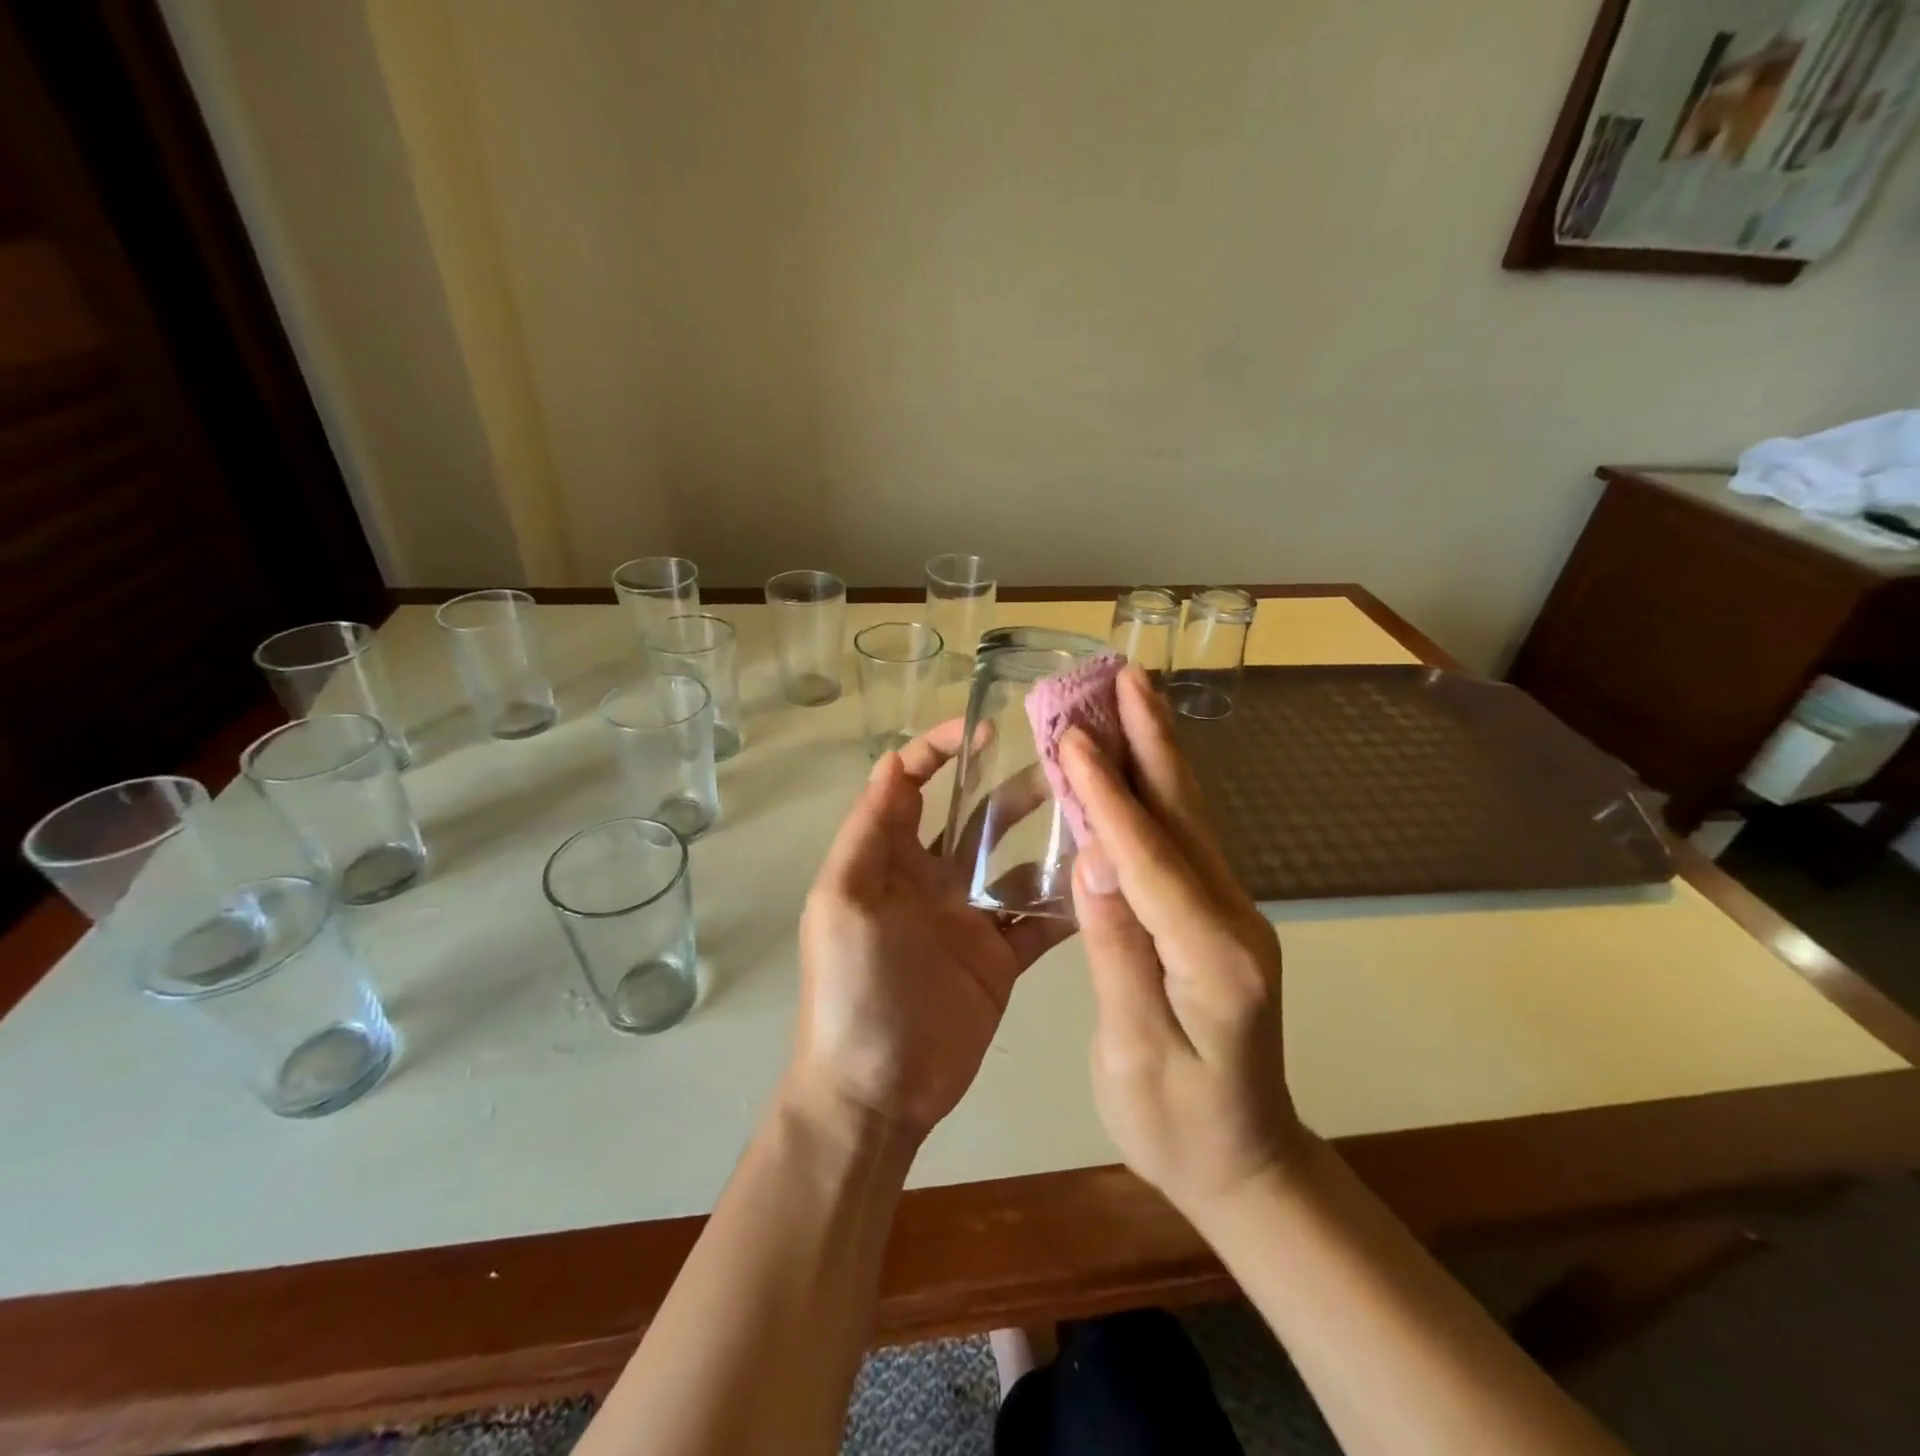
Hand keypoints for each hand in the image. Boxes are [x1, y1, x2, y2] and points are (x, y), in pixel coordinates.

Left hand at [792, 720, 1071, 1139]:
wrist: (877, 1090)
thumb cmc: (852, 987)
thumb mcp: (842, 901)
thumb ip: (869, 832)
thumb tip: (890, 761)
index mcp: (890, 859)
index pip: (910, 786)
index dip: (938, 750)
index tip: (984, 729)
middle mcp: (933, 879)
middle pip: (976, 818)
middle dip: (1012, 787)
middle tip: (1063, 763)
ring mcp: (971, 918)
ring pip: (1016, 863)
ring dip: (1049, 837)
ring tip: (1094, 812)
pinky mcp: (1003, 956)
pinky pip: (1039, 918)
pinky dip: (1067, 900)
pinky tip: (1102, 877)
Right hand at [1060, 667, 1305, 1217]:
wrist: (1247, 1162)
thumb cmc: (1178, 1125)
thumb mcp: (1135, 1052)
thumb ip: (1118, 950)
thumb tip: (1094, 859)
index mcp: (1211, 956)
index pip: (1149, 858)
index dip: (1107, 796)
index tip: (1073, 737)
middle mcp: (1233, 918)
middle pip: (1184, 815)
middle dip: (1151, 740)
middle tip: (1126, 675)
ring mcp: (1231, 912)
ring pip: (1187, 818)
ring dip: (1156, 752)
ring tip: (1131, 696)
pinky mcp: (1217, 915)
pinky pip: (1182, 841)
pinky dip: (1154, 793)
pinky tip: (1135, 764)